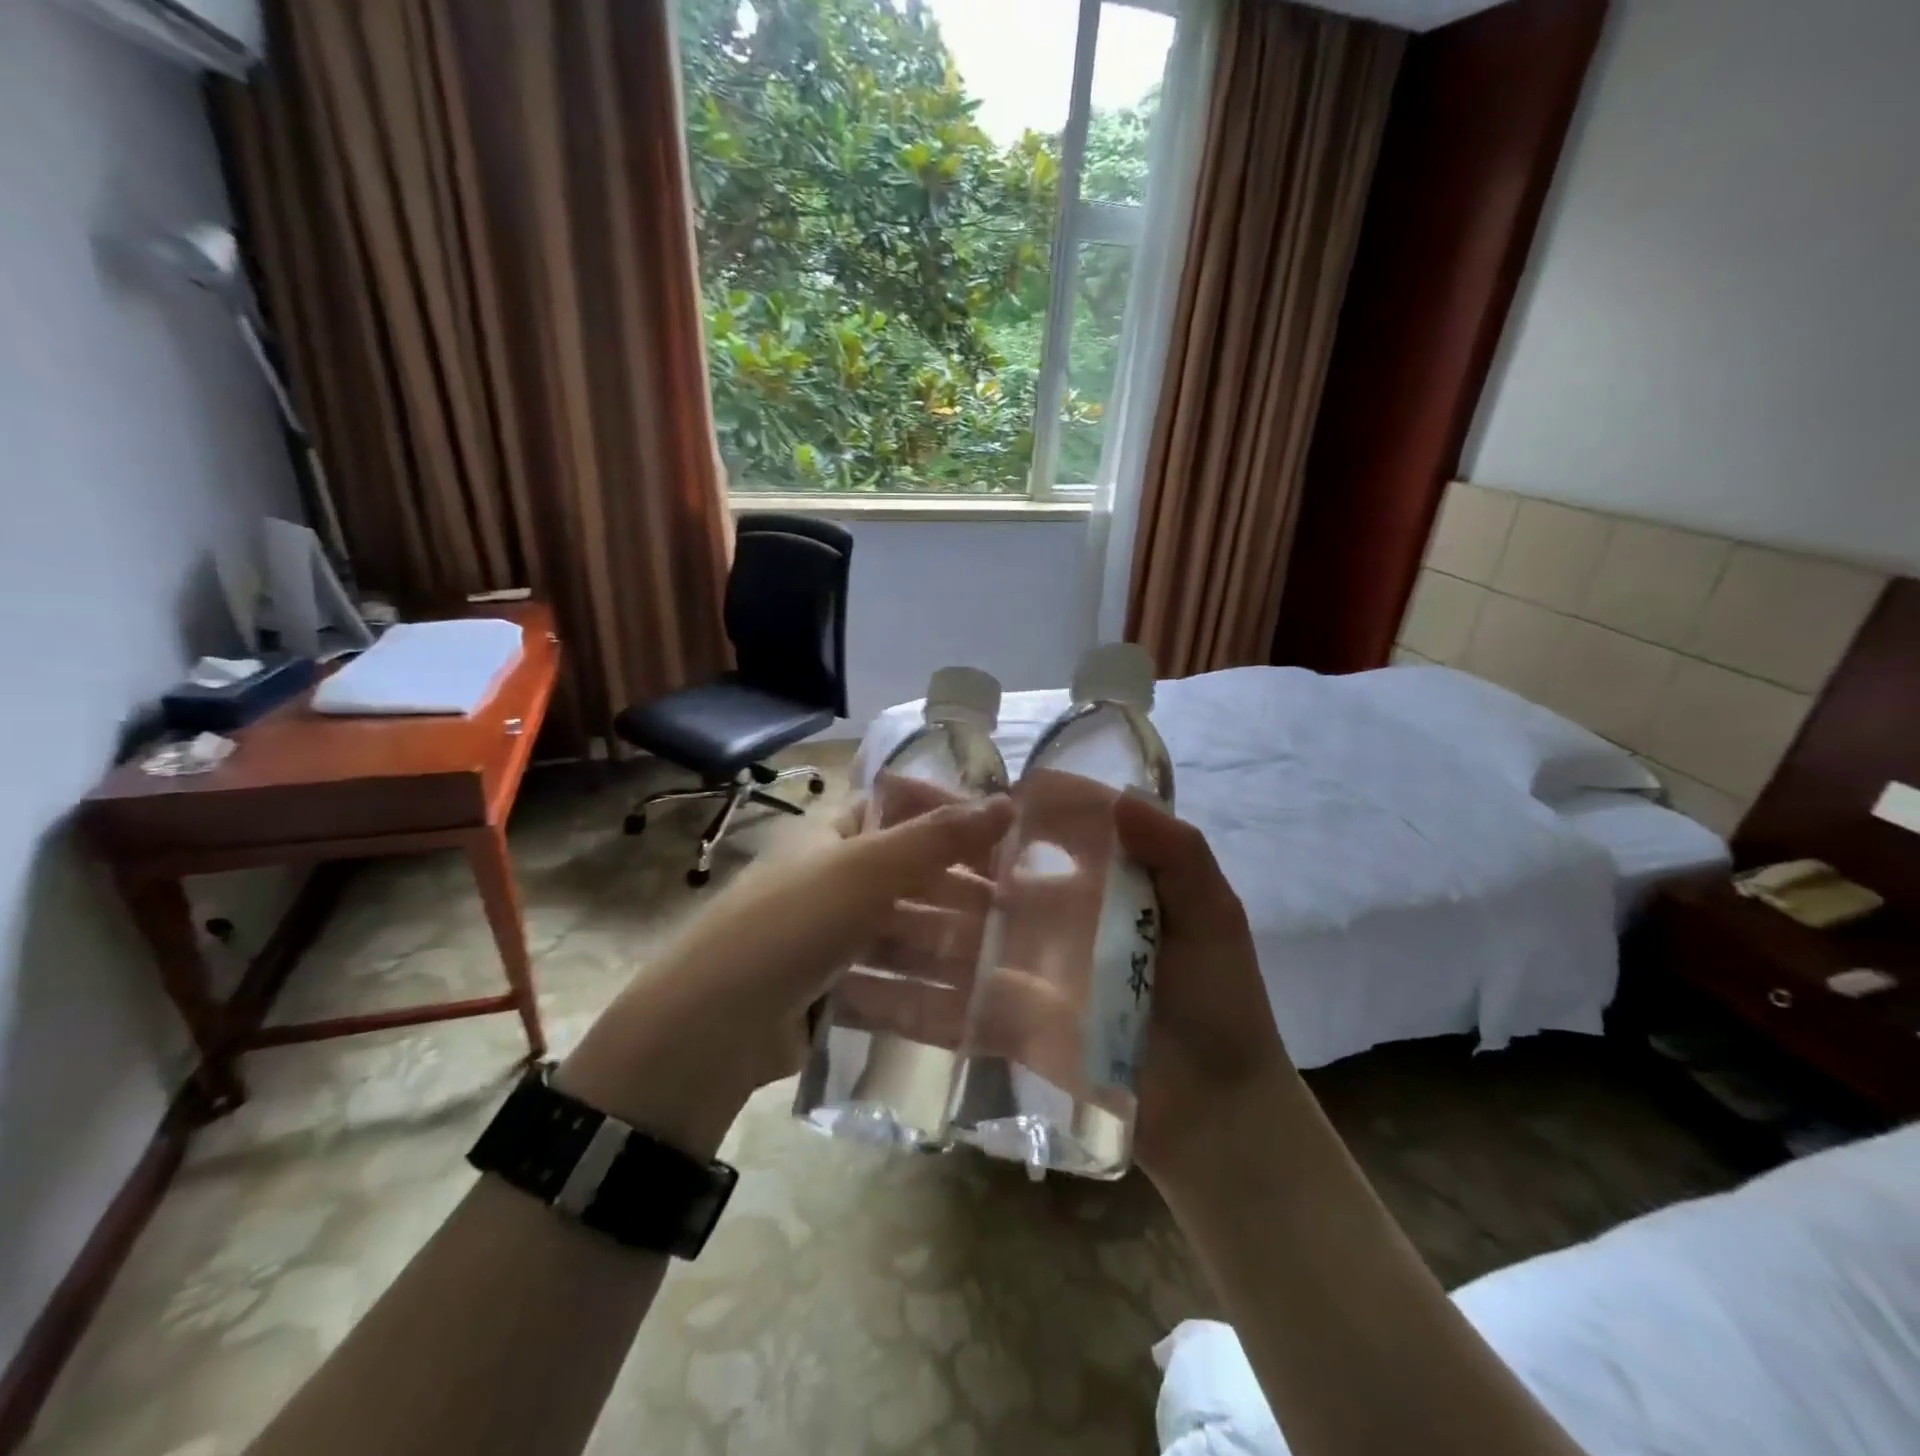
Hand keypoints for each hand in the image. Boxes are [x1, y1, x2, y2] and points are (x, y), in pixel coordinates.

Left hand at [555, 793, 1013, 1157]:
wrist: (709, 1031)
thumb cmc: (791, 925)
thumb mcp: (865, 869)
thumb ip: (937, 837)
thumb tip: (1007, 802)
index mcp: (833, 837)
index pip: (901, 811)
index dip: (950, 818)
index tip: (1006, 836)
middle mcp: (833, 882)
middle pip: (911, 880)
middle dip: (961, 894)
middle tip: (1020, 913)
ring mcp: (832, 942)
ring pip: (906, 937)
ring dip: (951, 950)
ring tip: (1006, 968)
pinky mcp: (832, 995)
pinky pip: (890, 986)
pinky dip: (927, 995)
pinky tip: (970, 1012)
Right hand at [823, 777, 1293, 1189]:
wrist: (1218, 1114)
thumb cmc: (1220, 1004)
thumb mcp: (1212, 916)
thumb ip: (1176, 852)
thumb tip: (1120, 795)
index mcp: (1088, 888)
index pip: (1024, 839)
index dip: (982, 815)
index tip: (927, 791)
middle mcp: (1045, 924)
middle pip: (975, 885)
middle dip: (925, 861)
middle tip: (862, 839)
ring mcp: (1021, 977)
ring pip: (952, 943)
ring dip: (903, 928)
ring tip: (841, 907)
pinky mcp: (1009, 1030)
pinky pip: (953, 1010)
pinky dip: (908, 1001)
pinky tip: (857, 987)